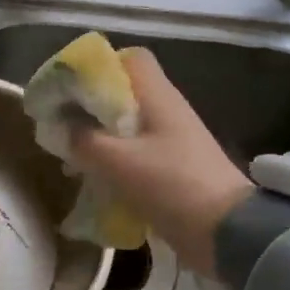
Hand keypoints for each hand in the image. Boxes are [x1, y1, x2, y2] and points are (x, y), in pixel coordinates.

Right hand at [68, 49, 252, 273]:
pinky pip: (136, 153)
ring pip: (127, 125)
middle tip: (62, 124)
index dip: (100, 65)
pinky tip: (93, 180)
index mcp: (158, 96)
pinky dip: (113, 160)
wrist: (227, 232)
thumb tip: (61, 127)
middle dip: (90, 106)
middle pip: (124, 93)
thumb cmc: (171, 184)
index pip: (131, 58)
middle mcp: (167, 110)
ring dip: (98, 137)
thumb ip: (84, 140)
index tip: (70, 86)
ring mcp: (172, 140)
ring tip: (71, 158)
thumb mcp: (118, 161)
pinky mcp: (174, 168)